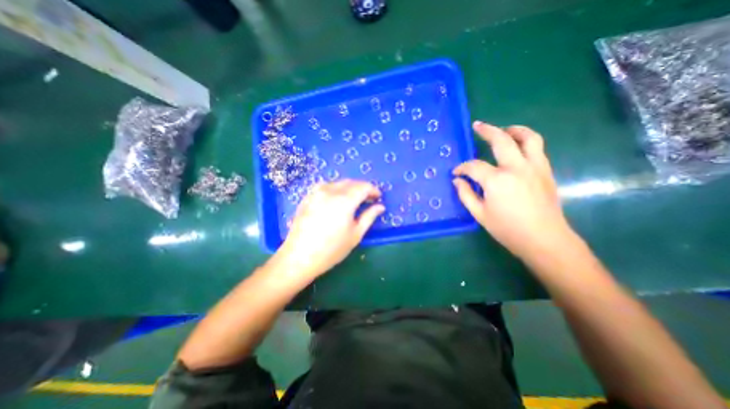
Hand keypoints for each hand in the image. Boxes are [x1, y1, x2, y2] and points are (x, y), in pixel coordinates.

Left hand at [268, 181, 384, 280]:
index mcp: (345, 201)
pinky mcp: (308, 197)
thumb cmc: (332, 249)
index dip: (373, 190)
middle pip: (351, 182)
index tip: (378, 197)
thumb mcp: (355, 234)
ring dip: (349, 187)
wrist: (299, 257)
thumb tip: (380, 206)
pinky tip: (336, 199)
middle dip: (362, 188)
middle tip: (368, 198)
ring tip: (353, 198)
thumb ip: (369, 217)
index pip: (363, 187)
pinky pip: (325, 186)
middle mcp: (331, 191)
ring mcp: (317, 193)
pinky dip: (336, 188)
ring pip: (338, 183)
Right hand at [454, 121, 573, 261]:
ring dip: (514, 130)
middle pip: (502, 140)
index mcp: (497, 180)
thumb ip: (466, 194)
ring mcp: (535, 167)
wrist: (544, 239)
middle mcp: (517, 168)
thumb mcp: (479, 214)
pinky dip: (526, 142)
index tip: (456, 173)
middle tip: (478, 126)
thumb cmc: (507, 229)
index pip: (474, 166)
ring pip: (528, 138)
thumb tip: (457, 180)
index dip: (462, 168)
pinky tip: (517, 148)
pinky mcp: (545, 172)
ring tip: (504, 130)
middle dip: (487, 131)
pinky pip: (537, 149)